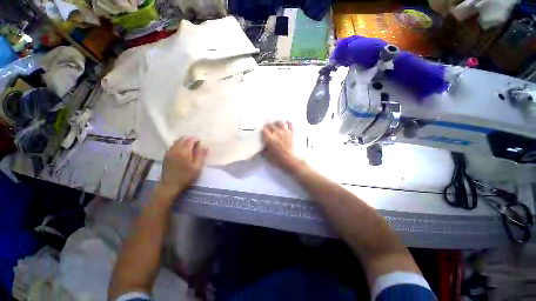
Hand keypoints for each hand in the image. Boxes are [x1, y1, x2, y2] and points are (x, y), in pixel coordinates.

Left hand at [158, 137, 207, 200]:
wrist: (170, 185)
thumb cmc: (186, 177)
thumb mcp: (197, 167)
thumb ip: (201, 155)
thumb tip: (204, 146)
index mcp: (184, 152)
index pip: (190, 140)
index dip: (196, 139)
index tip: (201, 142)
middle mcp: (175, 150)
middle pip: (182, 139)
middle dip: (190, 139)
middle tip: (196, 144)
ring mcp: (169, 152)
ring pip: (176, 141)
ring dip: (184, 141)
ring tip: (190, 147)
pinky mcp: (166, 156)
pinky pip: (172, 146)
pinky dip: (178, 145)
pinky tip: (182, 151)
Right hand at [262, 121, 301, 172]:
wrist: (288, 159)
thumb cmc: (276, 158)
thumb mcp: (266, 155)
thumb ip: (263, 150)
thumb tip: (261, 149)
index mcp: (269, 137)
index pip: (264, 129)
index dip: (262, 129)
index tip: (262, 130)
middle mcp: (276, 132)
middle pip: (271, 124)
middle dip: (268, 124)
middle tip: (267, 125)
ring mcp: (284, 132)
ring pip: (280, 122)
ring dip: (277, 122)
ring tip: (276, 122)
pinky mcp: (291, 133)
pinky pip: (290, 125)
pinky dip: (288, 122)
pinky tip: (286, 121)